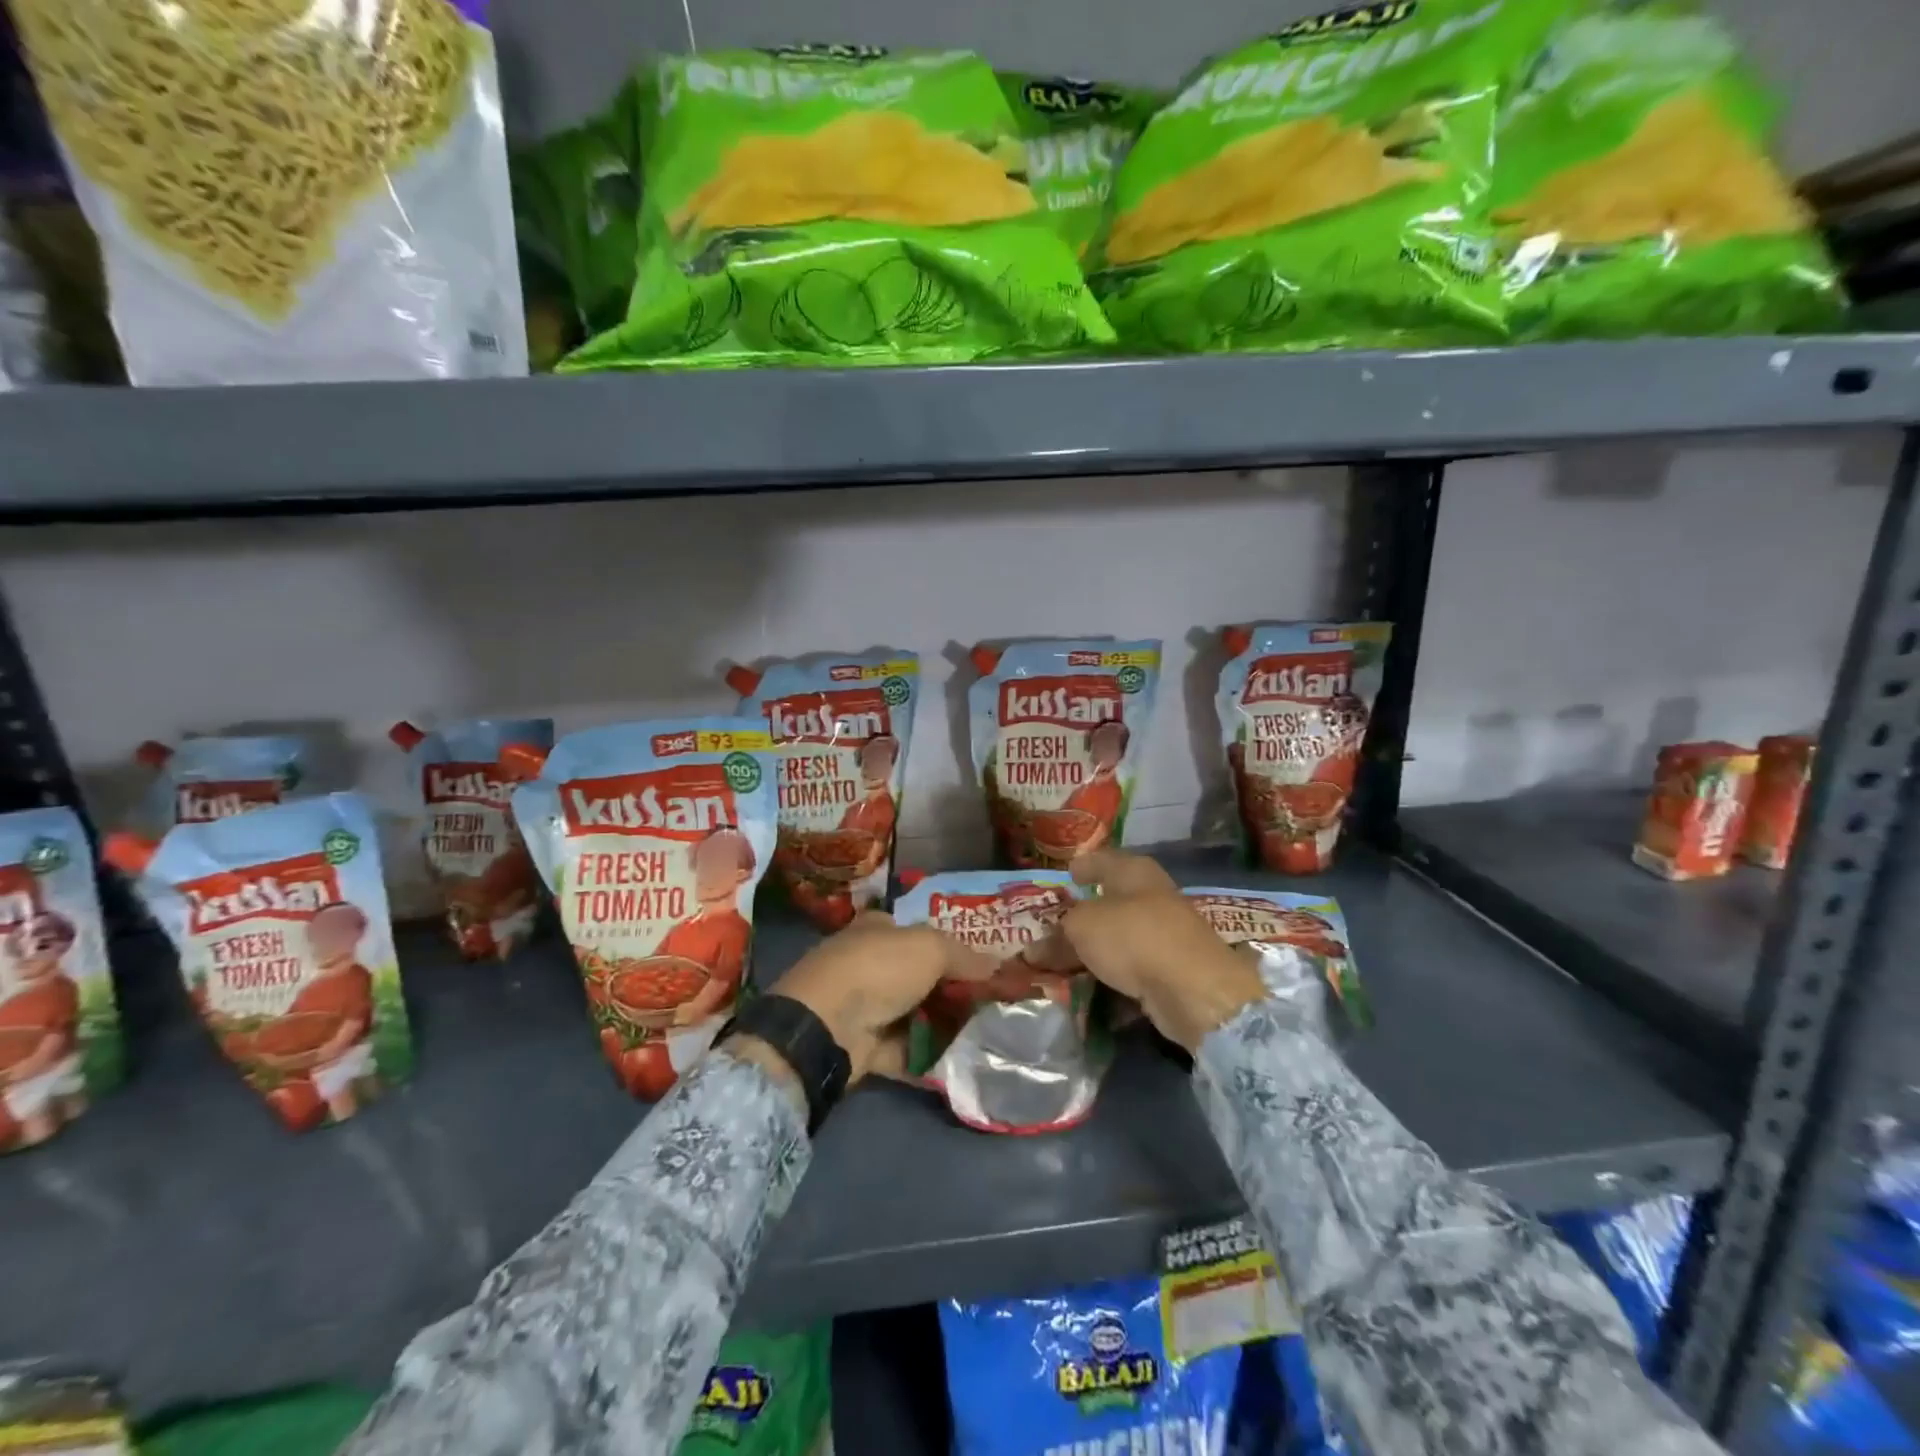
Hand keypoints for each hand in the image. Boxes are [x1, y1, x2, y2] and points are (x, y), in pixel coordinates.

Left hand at [764, 912, 994, 1083]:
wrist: (827, 1026)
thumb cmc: (879, 969)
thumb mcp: (931, 948)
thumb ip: (965, 956)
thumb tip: (997, 965)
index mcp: (879, 929)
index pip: (919, 933)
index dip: (952, 947)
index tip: (984, 966)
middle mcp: (870, 963)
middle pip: (921, 977)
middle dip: (953, 991)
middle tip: (993, 1004)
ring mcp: (864, 1007)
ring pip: (914, 1015)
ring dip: (944, 1026)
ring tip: (986, 1036)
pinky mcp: (863, 1047)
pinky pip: (905, 1051)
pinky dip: (928, 1057)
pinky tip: (961, 1063)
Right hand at [1031, 850, 1264, 1051]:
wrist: (1193, 988)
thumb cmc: (1133, 937)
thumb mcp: (1082, 928)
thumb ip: (1057, 935)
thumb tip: (1033, 949)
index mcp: (1133, 871)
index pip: (1102, 860)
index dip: (1083, 866)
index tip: (1067, 874)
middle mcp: (1152, 895)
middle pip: (1111, 901)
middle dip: (1083, 914)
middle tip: (1054, 926)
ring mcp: (1166, 933)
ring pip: (1120, 936)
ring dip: (1095, 948)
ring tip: (1063, 961)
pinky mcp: (1173, 968)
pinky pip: (1132, 966)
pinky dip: (1112, 973)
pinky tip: (1091, 984)